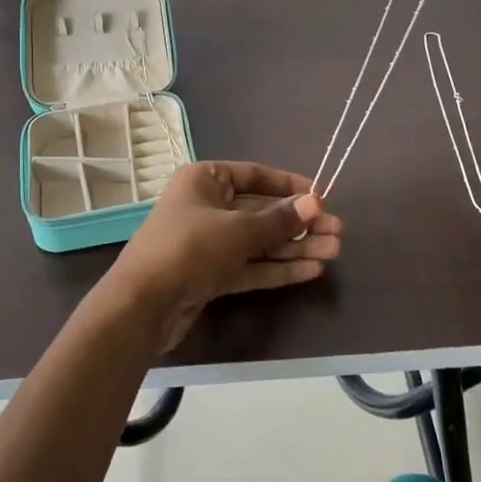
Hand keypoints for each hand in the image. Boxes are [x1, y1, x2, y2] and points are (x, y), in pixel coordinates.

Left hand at [100, 162, 341, 353]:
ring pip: (260, 241)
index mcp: (205, 180)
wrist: (142, 306)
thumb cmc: (188, 249)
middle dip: (299, 223)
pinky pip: (251, 266)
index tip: (322, 197)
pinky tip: (312, 270)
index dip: (290, 186)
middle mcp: (207, 207)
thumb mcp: (237, 230)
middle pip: (261, 211)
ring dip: (295, 246)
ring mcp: (209, 243)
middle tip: (338, 232)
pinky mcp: (212, 275)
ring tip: (334, 251)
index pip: (255, 175)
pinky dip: (279, 267)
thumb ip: (279, 220)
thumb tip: (316, 204)